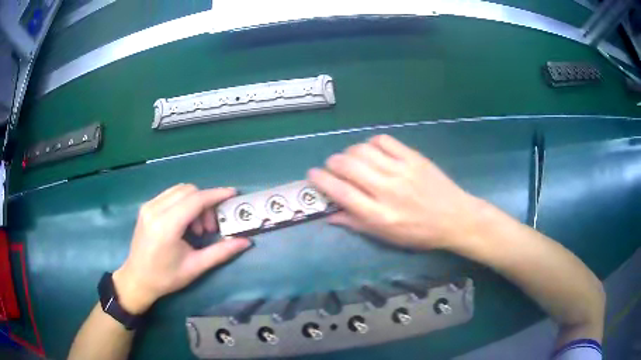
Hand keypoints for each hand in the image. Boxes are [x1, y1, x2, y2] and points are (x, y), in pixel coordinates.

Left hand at [113, 184, 250, 313]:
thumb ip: (221, 252)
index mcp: (166, 226)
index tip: (233, 194)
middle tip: (210, 228)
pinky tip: (185, 222)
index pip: (195, 200)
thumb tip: (246, 242)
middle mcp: (155, 210)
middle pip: (189, 191)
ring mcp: (148, 206)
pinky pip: (171, 195)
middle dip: (206, 203)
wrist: (137, 279)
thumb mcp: (195, 267)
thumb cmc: (166, 277)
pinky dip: (184, 203)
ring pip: (180, 190)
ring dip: (195, 202)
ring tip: (197, 228)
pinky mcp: (146, 207)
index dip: (216, 195)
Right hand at [308, 135, 482, 250]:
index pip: (342, 193)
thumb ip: (357, 224)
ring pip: (363, 150)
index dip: (322, 181)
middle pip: (348, 166)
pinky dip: (372, 143)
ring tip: (351, 158)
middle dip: (332, 163)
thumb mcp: (387, 238)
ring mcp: (401, 170)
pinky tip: (373, 150)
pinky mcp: (413, 158)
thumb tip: (330, 215)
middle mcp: (387, 190)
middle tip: (332, 166)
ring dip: (350, 152)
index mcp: (379, 215)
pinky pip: (385, 141)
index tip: (312, 174)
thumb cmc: (420, 233)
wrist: (455, 218)